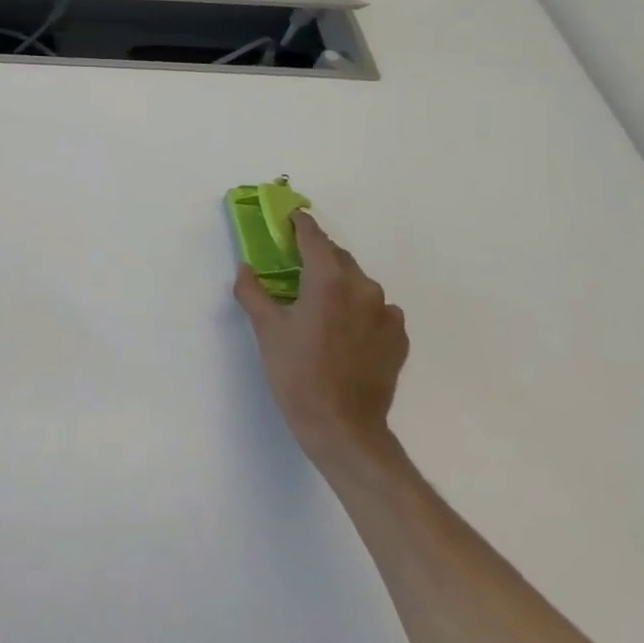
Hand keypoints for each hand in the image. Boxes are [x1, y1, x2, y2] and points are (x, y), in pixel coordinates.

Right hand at [234, 211, 407, 468]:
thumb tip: (245, 268)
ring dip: (339, 283)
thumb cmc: (297, 373)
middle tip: (296, 265)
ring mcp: (387, 313)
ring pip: (359, 284)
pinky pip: (377, 310)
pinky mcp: (398, 337)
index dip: (301, 224)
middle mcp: (363, 288)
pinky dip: (359, 309)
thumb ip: (253, 292)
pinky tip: (343, 330)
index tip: (290, 216)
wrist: (343, 426)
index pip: (314, 238)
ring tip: (319, 304)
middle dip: (318, 255)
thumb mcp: (266, 331)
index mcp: (328, 280)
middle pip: (339, 258)